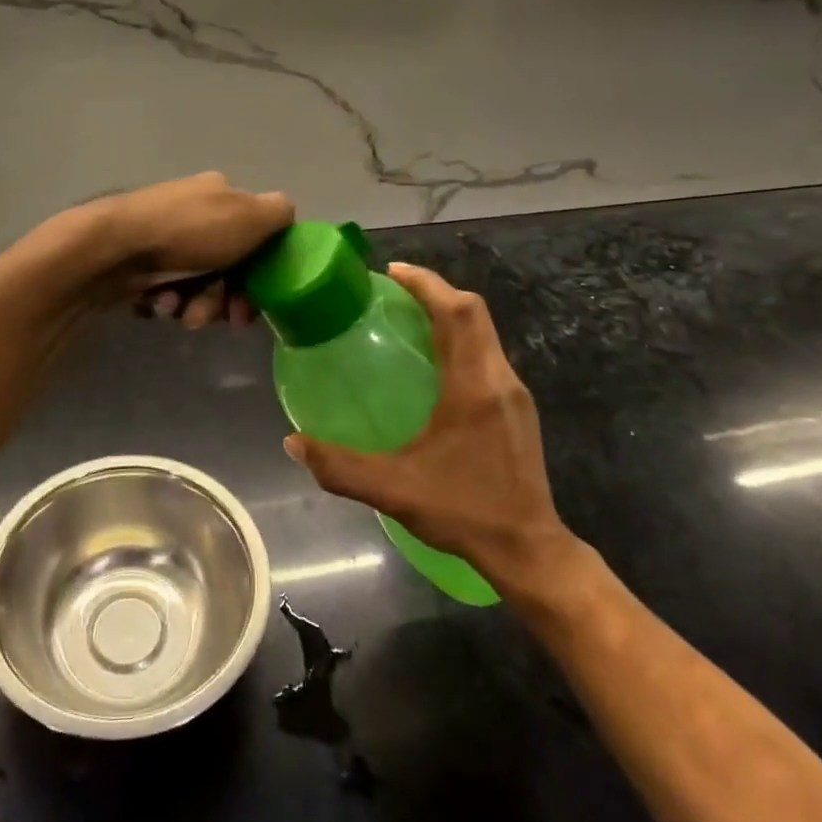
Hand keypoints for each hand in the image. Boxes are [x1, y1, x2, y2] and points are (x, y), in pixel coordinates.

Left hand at [82, 172, 293, 328]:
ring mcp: (163, 238)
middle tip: (221, 318)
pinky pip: (167, 291)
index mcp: (220, 194)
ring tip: (181, 312)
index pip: (255, 236)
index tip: (255, 303)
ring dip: (197, 305)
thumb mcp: (250, 215)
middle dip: (226, 298)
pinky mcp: (138, 264)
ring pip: (198, 284)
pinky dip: (168, 302)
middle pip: (228, 267)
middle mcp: (193, 212)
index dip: (262, 273)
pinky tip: (158, 303)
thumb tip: (283, 218)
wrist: (113, 248)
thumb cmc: (189, 232)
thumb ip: (279, 214)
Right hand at [285, 262, 576, 588]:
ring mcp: (514, 394)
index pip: (458, 312)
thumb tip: (292, 443)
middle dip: (436, 292)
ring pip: (484, 333)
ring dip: (450, 315)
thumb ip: (339, 467)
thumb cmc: (463, 510)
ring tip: (409, 320)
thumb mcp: (393, 490)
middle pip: (474, 313)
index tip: (393, 271)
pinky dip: (460, 341)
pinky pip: (487, 355)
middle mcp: (499, 379)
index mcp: (474, 386)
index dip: (427, 284)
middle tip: (395, 291)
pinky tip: (434, 365)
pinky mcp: (518, 410)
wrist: (529, 549)